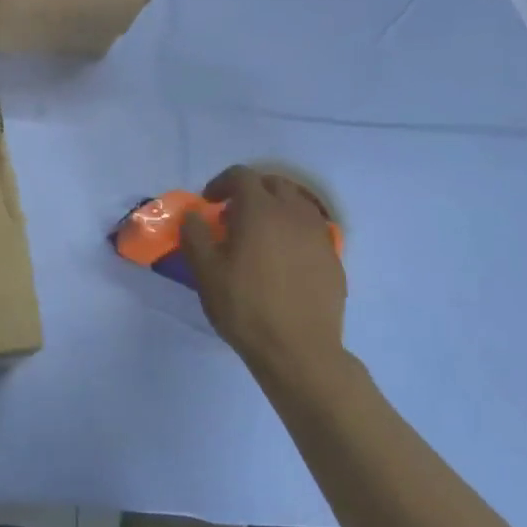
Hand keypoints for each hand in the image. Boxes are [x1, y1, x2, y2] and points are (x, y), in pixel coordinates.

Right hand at [180, 166, 347, 377]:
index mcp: (260, 210)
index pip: (241, 176)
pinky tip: (282, 260)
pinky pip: (311, 230)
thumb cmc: (245, 307)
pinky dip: (294, 231)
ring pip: (297, 205)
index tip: (210, 204)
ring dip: (275, 209)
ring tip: (259, 236)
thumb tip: (194, 215)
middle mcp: (294, 214)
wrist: (298, 350)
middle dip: (251, 192)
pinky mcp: (333, 258)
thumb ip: (195, 234)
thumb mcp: (205, 271)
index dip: (221, 183)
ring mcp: (318, 235)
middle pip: (274, 184)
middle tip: (233, 216)